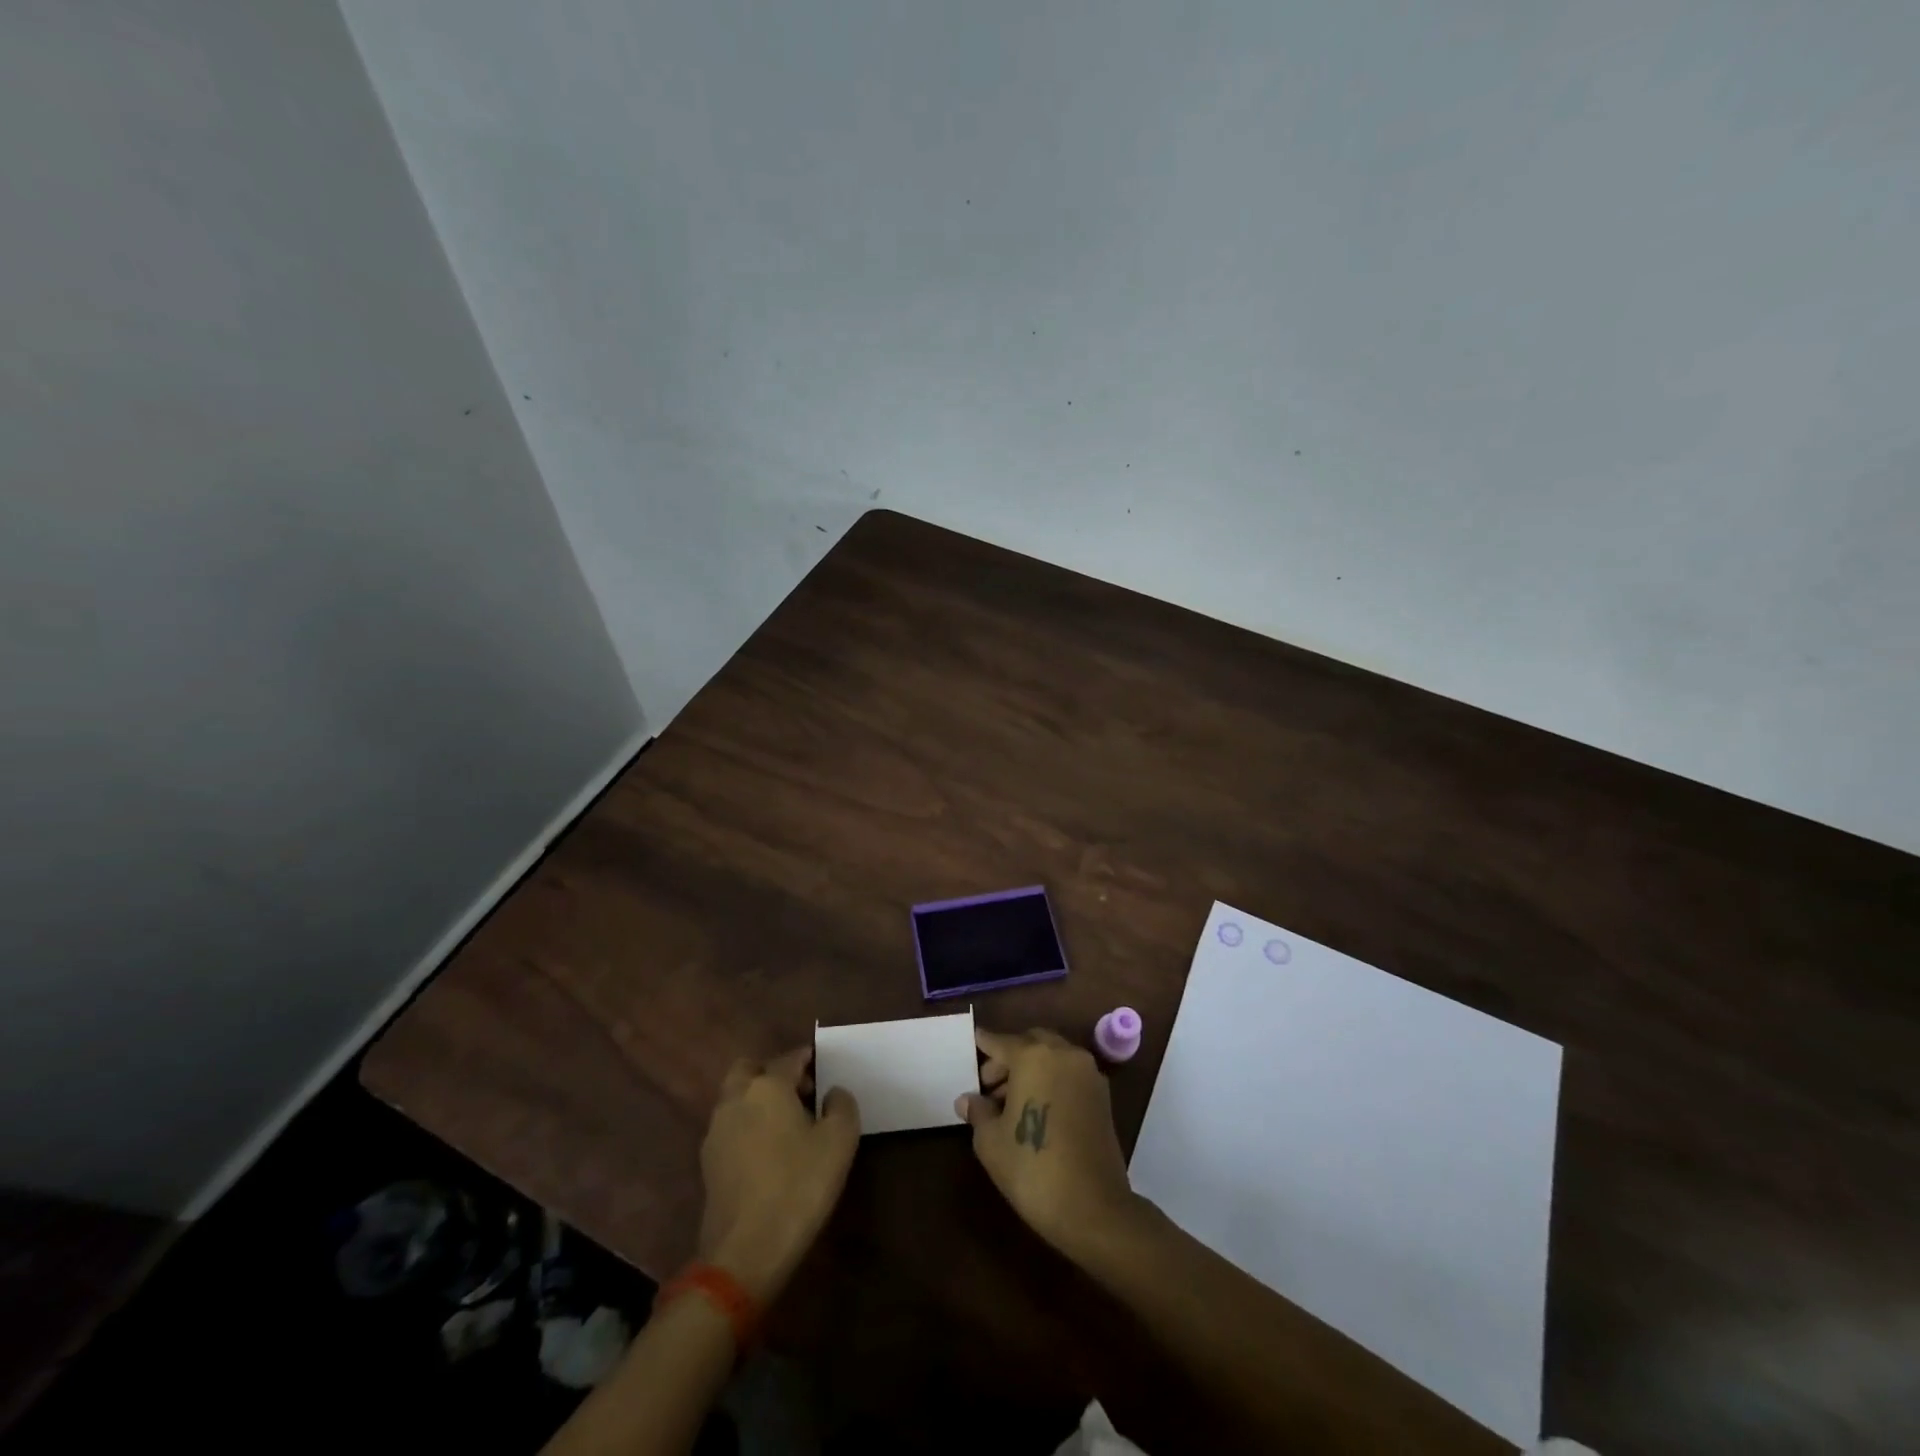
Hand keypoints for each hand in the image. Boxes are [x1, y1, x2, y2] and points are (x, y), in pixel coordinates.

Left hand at [696, 1047, 859, 1304]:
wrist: (746, 1251)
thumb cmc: (799, 1185)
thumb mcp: (839, 1141)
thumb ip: (841, 1105)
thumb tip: (832, 1093)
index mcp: (768, 1086)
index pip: (789, 1059)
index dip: (808, 1059)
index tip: (824, 1068)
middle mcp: (736, 1099)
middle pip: (750, 1069)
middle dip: (772, 1073)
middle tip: (799, 1092)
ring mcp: (717, 1131)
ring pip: (736, 1098)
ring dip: (757, 1100)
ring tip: (786, 1125)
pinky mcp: (708, 1163)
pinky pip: (730, 1127)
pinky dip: (747, 1127)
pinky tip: (767, 1152)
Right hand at [957, 1027, 1137, 1256]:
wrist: (1093, 1208)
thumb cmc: (1032, 1168)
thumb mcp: (991, 1141)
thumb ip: (978, 1112)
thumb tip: (968, 1100)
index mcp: (1034, 1057)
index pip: (1001, 1042)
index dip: (984, 1043)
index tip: (973, 1041)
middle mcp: (1064, 1055)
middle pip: (1031, 1043)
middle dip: (1009, 1057)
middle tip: (988, 1085)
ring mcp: (1088, 1074)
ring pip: (1053, 1057)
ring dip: (1031, 1068)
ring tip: (1009, 1103)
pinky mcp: (1103, 1096)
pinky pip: (1070, 1074)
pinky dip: (1052, 1080)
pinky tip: (1037, 1110)